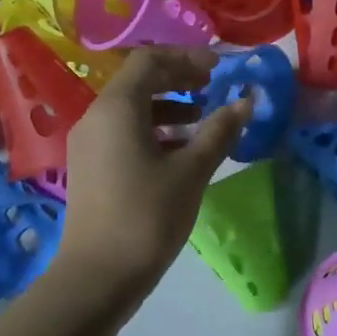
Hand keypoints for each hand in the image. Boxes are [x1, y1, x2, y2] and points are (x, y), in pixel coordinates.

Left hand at [57, 47, 252, 301]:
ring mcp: (89, 143)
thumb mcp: (191, 171)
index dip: (187, 57)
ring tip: (205, 121)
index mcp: (117, 108)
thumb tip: (247, 101)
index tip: (220, 69)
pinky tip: (182, 151)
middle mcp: (97, 117)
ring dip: (170, 106)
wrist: (98, 278)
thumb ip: (219, 131)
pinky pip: (124, 131)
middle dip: (180, 79)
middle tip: (215, 88)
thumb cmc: (147, 216)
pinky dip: (155, 129)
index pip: (150, 60)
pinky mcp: (91, 167)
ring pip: (132, 108)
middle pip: (139, 81)